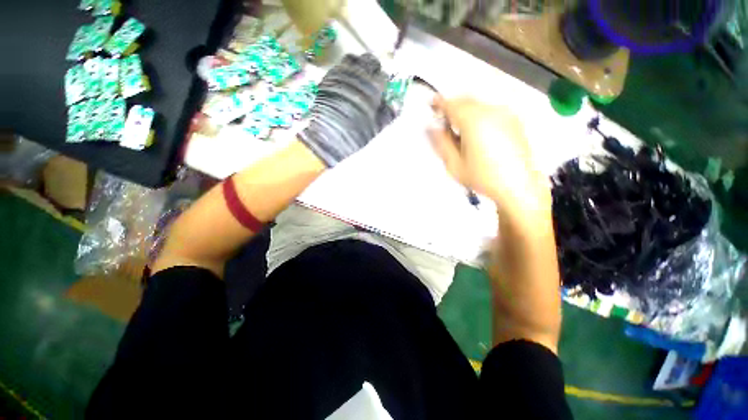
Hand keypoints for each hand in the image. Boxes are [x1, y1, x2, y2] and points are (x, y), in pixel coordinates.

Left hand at [298, 54, 393, 166]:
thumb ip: (388, 114)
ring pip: (352, 60)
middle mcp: (358, 75)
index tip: (382, 89)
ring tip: (357, 79)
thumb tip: (396, 105)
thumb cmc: (355, 134)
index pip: (382, 75)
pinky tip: (344, 84)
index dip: (383, 82)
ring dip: (357, 66)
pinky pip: (338, 67)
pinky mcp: (327, 77)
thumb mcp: (376, 128)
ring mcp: (341, 73)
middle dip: (372, 68)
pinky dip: (343, 72)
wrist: (328, 136)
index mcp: (373, 87)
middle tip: (371, 80)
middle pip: (368, 61)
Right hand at [428, 97, 550, 216]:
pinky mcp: (514, 120)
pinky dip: (478, 115)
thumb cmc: (482, 177)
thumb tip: (431, 128)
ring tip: (460, 130)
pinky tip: (477, 133)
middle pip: (466, 100)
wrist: (518, 186)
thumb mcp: (454, 164)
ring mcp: (505, 114)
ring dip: (465, 111)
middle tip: (443, 122)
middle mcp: (491, 111)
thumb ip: (441, 143)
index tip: (431, 105)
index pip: (451, 104)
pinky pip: (490, 110)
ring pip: (478, 104)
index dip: (439, 103)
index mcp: (474, 121)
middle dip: (452, 107)